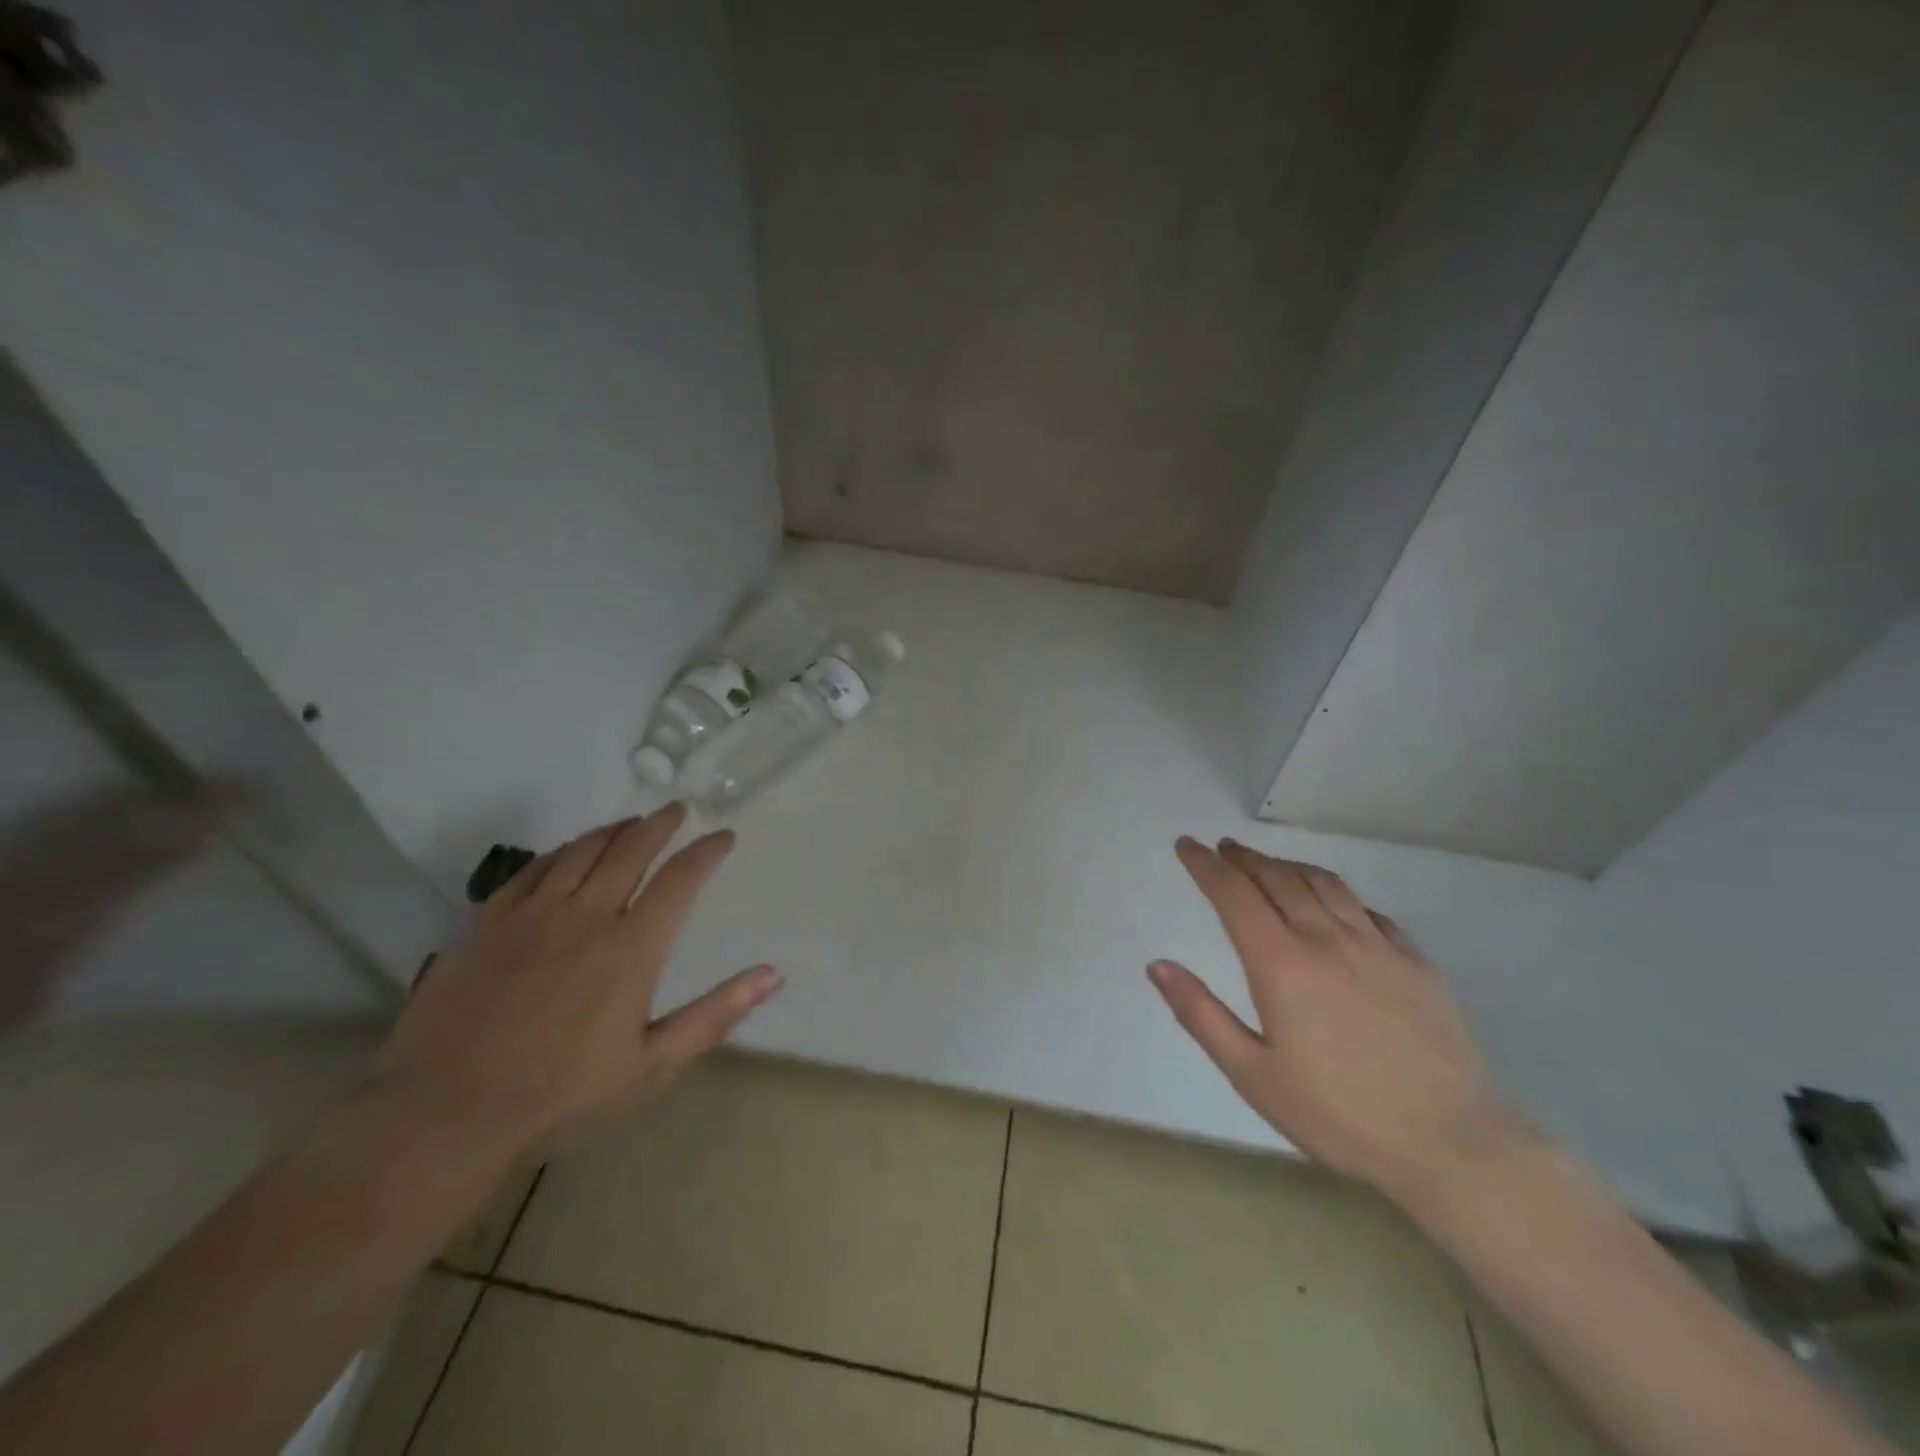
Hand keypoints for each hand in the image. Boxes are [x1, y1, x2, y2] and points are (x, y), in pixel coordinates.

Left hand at [369, 804, 779, 1158]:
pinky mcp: (486, 924)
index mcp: (632, 947)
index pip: (681, 879)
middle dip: (660, 824)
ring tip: (631, 821)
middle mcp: (587, 916)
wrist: (443, 1116)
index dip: (707, 851)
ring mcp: (532, 915)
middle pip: (631, 850)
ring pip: (581, 852)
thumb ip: (716, 1015)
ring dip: (613, 830)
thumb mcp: (653, 1066)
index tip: (724, 835)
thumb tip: (773, 974)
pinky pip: (531, 871)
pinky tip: (566, 851)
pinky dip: (559, 852)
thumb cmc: (560, 1096)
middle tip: (676, 809)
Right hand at [1149, 837, 1533, 1206]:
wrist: (1454, 1145)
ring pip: (1324, 884)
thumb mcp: (1253, 1075)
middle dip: (1245, 859)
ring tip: (1269, 865)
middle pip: (1279, 878)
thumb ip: (1201, 1014)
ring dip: (1289, 866)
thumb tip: (1157, 965)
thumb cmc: (1339, 1115)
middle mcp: (1327, 940)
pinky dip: (1337, 894)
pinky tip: (1335, 906)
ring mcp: (1377, 947)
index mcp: (1282, 963)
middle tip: (1224, 849)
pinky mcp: (1416, 962)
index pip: (1234, 894)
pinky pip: (1367, 911)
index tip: (1186, 845)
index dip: (1205, 865)